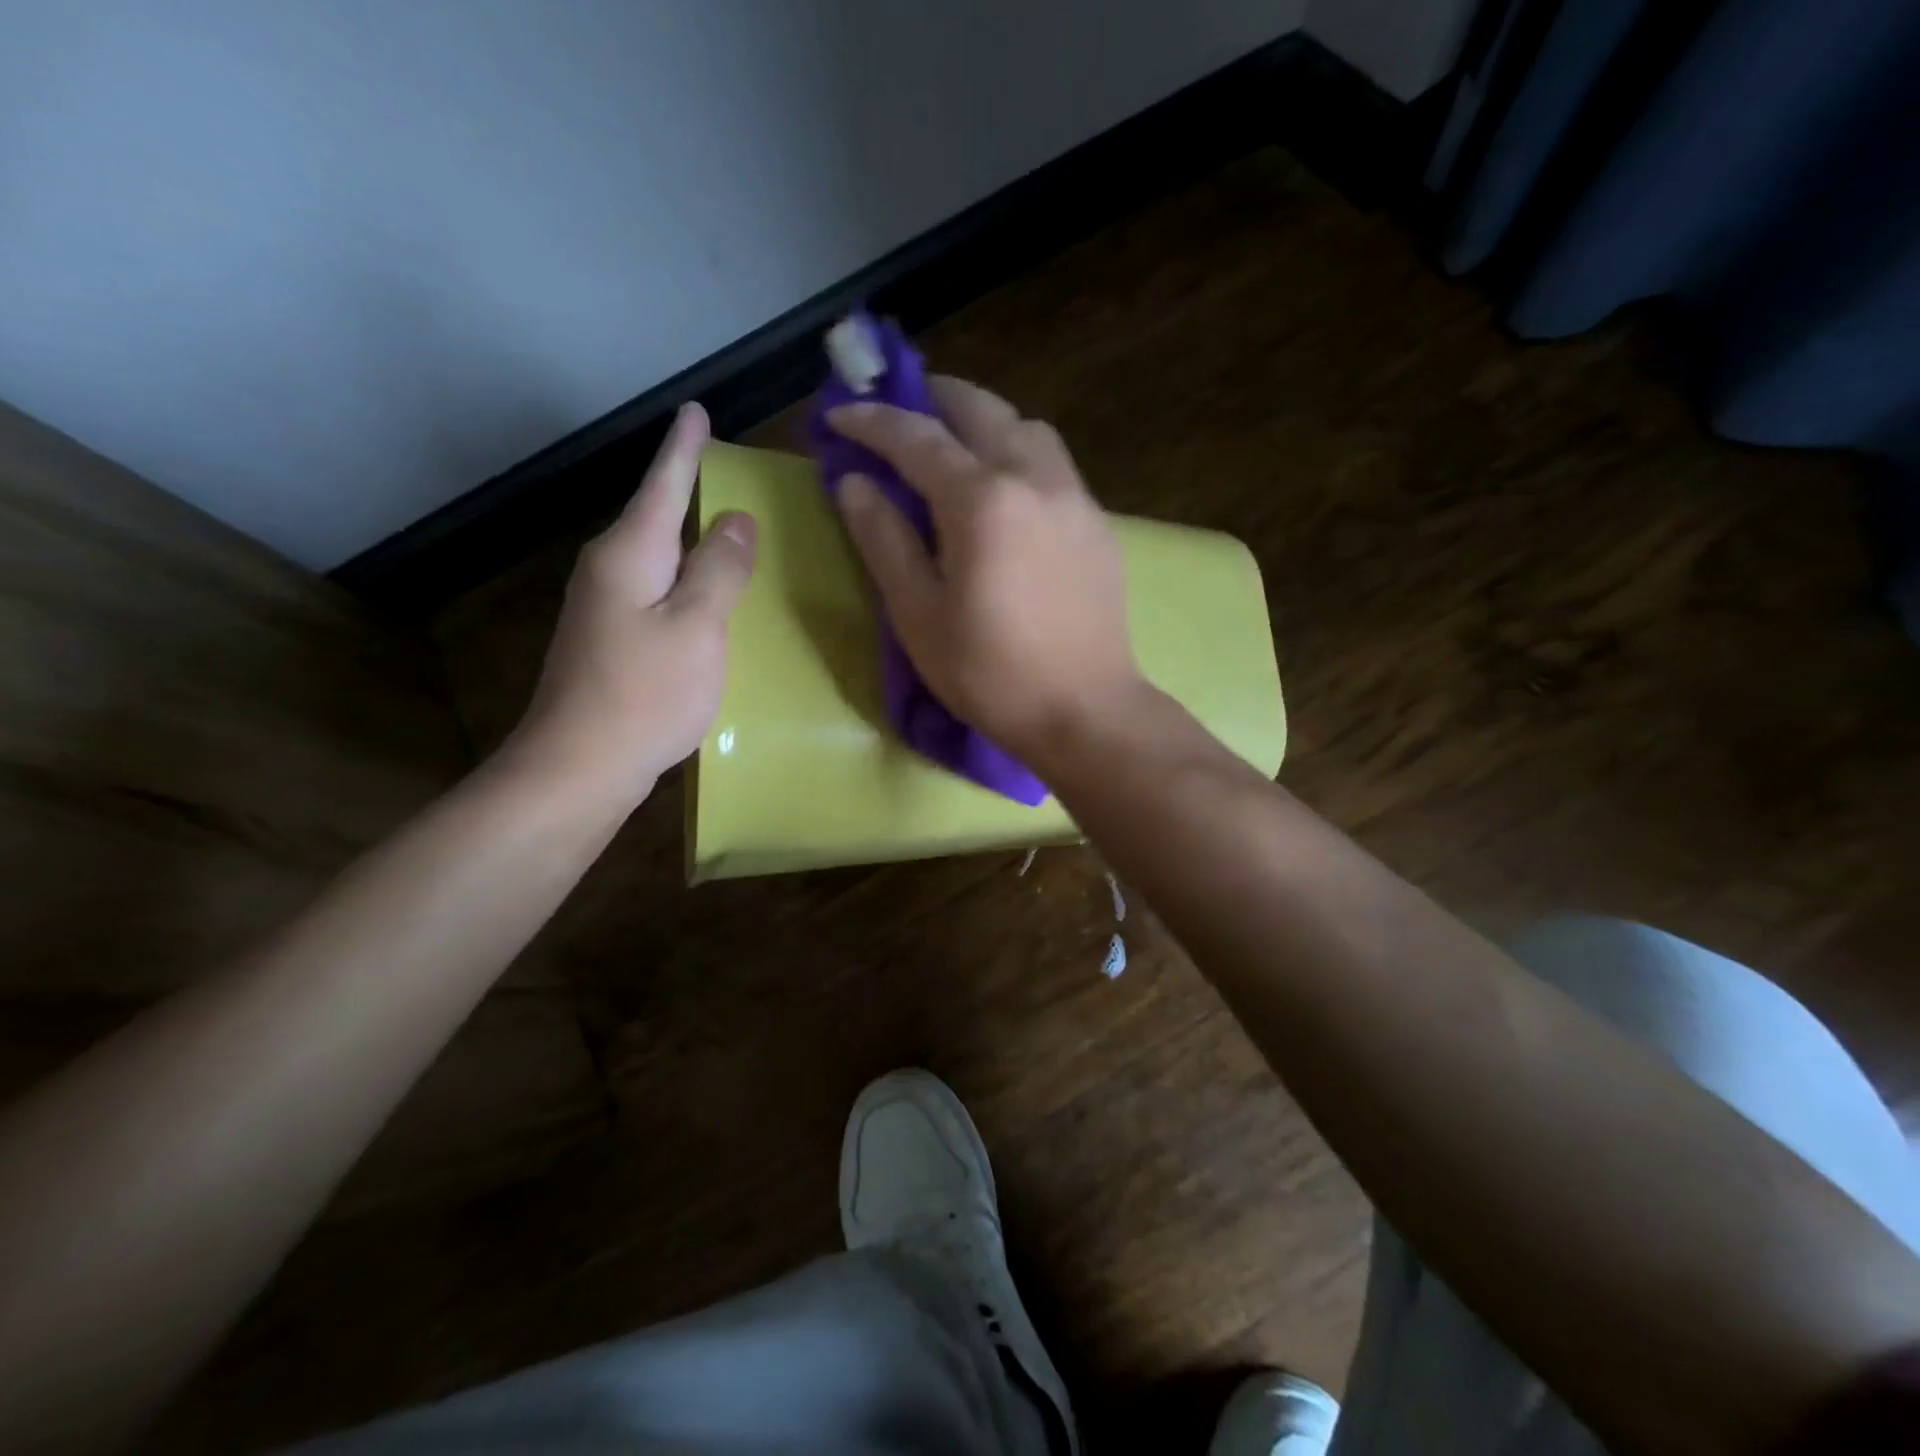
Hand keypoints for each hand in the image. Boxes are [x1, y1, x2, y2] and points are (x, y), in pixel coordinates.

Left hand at [505, 403, 755, 804]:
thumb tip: (738, 519)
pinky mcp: (610, 639)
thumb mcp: (698, 626)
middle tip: (721, 468)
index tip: (695, 410)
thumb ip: (721, 569)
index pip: (663, 486)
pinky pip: (655, 591)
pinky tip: (702, 594)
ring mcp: (604, 606)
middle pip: (655, 517)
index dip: (684, 449)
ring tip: (722, 527)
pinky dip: (683, 580)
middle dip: (686, 489)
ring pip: (656, 557)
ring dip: (688, 539)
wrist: (581, 764)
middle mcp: (610, 569)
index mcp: (630, 554)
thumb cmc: (646, 691)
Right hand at [827, 376, 1143, 762]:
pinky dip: (1019, 455)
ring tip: (955, 446)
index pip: (917, 438)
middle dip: (932, 398)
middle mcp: (1035, 479)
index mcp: (983, 500)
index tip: (838, 416)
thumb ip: (884, 540)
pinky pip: (1054, 465)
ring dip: (984, 422)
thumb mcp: (918, 615)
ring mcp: (1075, 498)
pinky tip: (1004, 493)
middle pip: (981, 409)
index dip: (871, 422)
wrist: (1085, 711)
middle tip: (899, 411)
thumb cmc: (990, 673)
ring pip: (1027, 429)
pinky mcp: (1098, 525)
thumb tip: (855, 483)